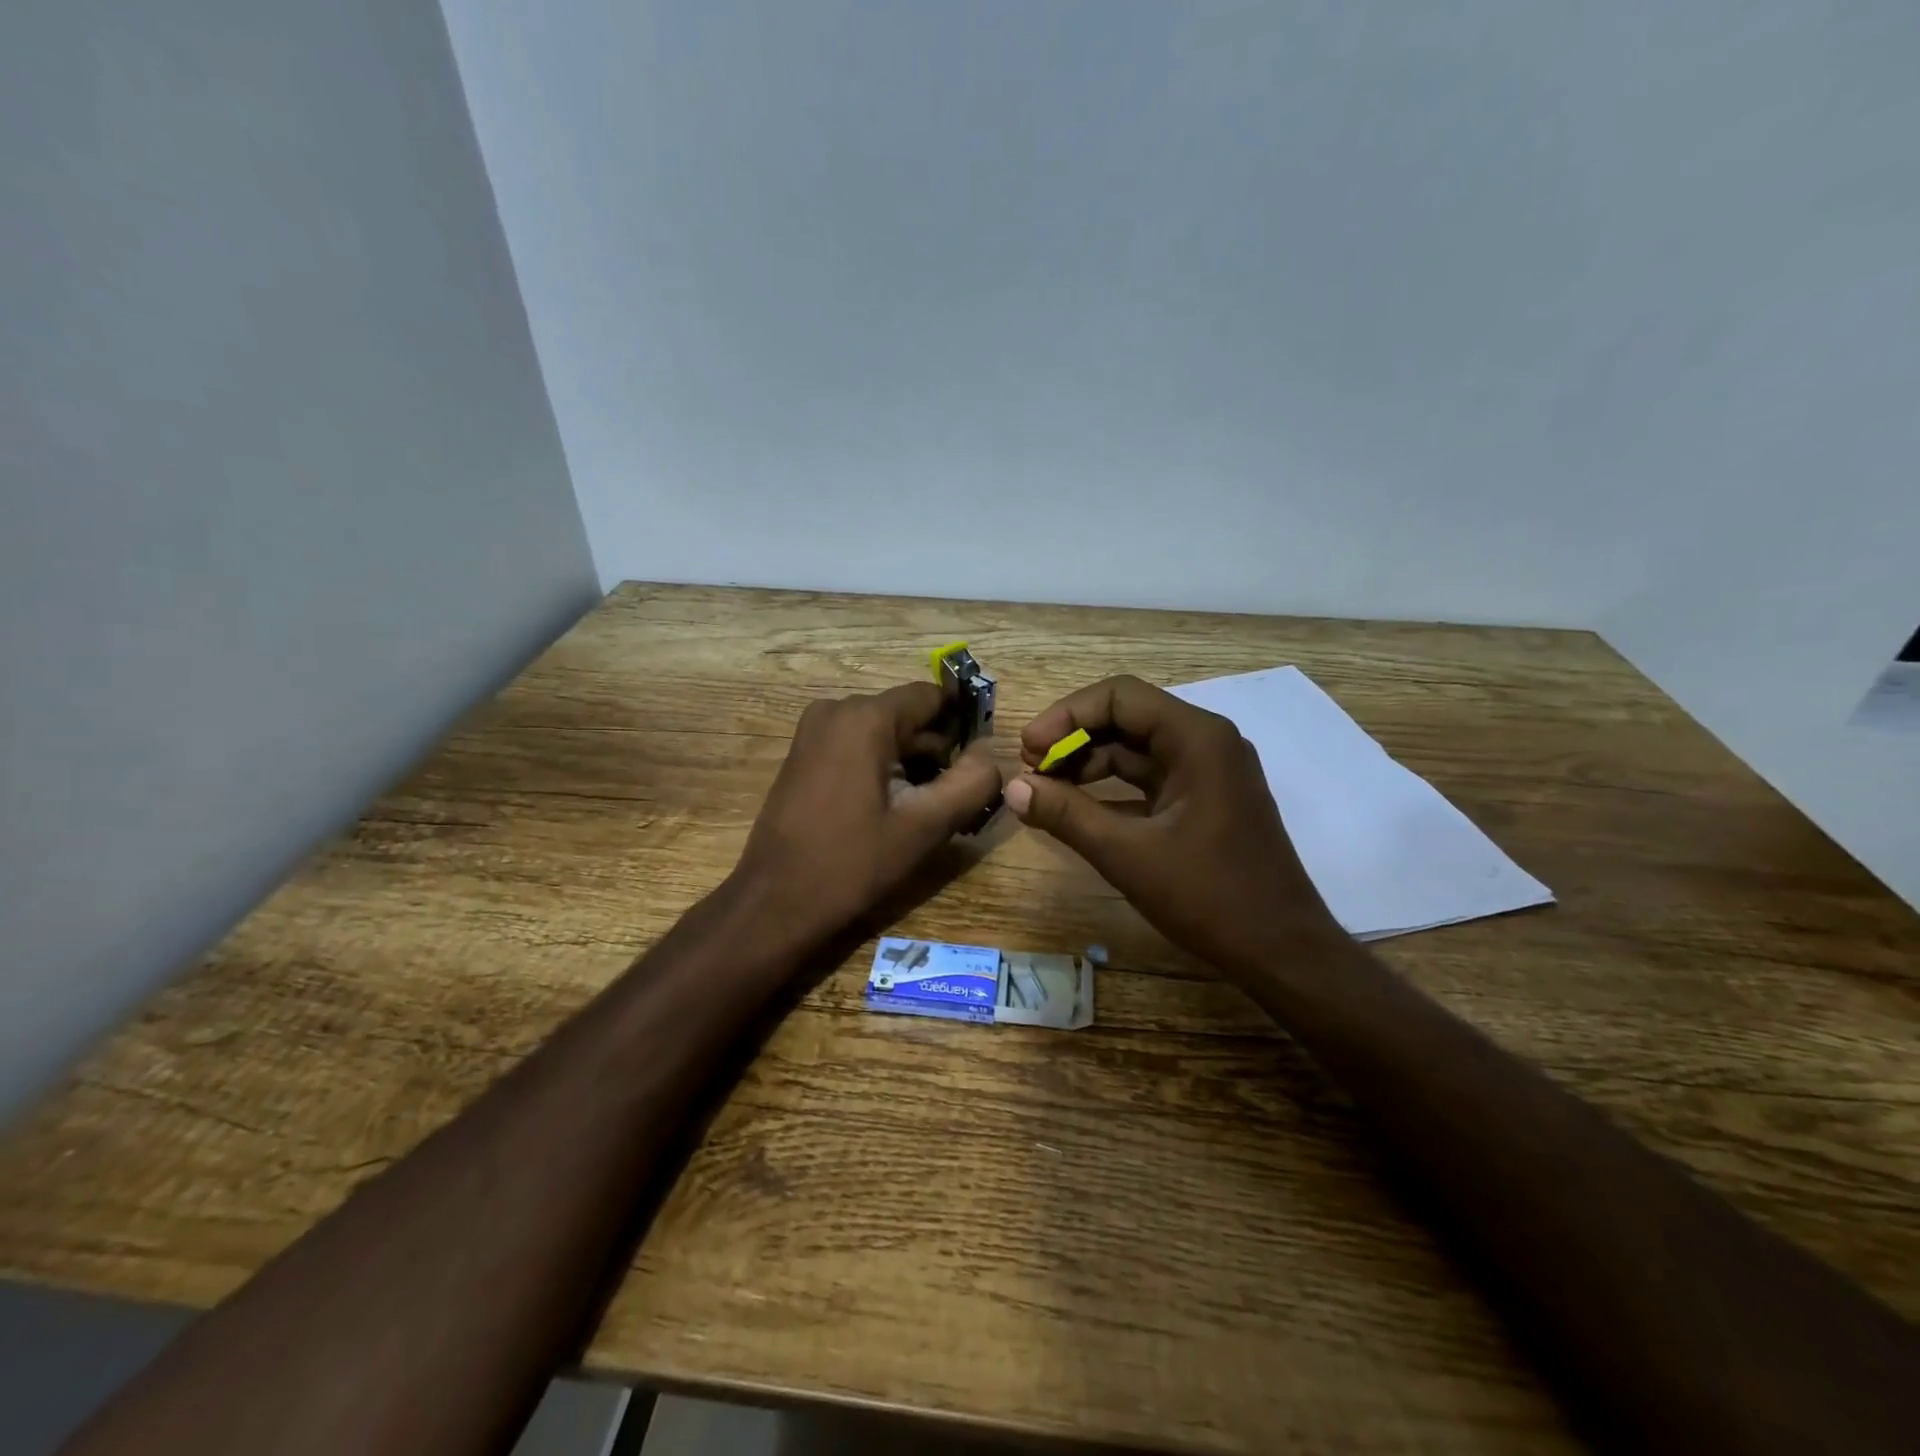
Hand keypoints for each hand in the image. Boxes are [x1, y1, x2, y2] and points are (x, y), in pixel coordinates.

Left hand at [733, 681, 1002, 947]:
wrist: (775, 903)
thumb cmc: (852, 863)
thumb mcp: (925, 826)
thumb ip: (971, 783)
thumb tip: (991, 755)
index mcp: (865, 717)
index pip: (932, 696)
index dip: (963, 725)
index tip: (979, 762)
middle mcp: (836, 710)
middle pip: (908, 716)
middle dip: (937, 751)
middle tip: (956, 799)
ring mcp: (814, 731)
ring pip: (884, 733)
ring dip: (911, 763)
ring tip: (926, 811)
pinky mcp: (804, 754)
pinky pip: (858, 746)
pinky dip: (882, 767)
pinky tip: (891, 810)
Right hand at [1006, 675, 1344, 978]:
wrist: (1282, 951)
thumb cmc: (1210, 898)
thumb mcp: (1128, 855)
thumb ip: (1067, 815)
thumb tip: (1013, 788)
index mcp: (1197, 738)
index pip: (1119, 697)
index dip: (1066, 716)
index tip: (1029, 750)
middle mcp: (1206, 742)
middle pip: (1126, 717)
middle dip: (1073, 738)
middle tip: (1031, 770)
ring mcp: (1207, 772)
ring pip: (1135, 749)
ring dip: (1088, 765)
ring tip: (1044, 791)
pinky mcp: (1203, 800)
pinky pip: (1148, 780)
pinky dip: (1110, 789)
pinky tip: (1076, 811)